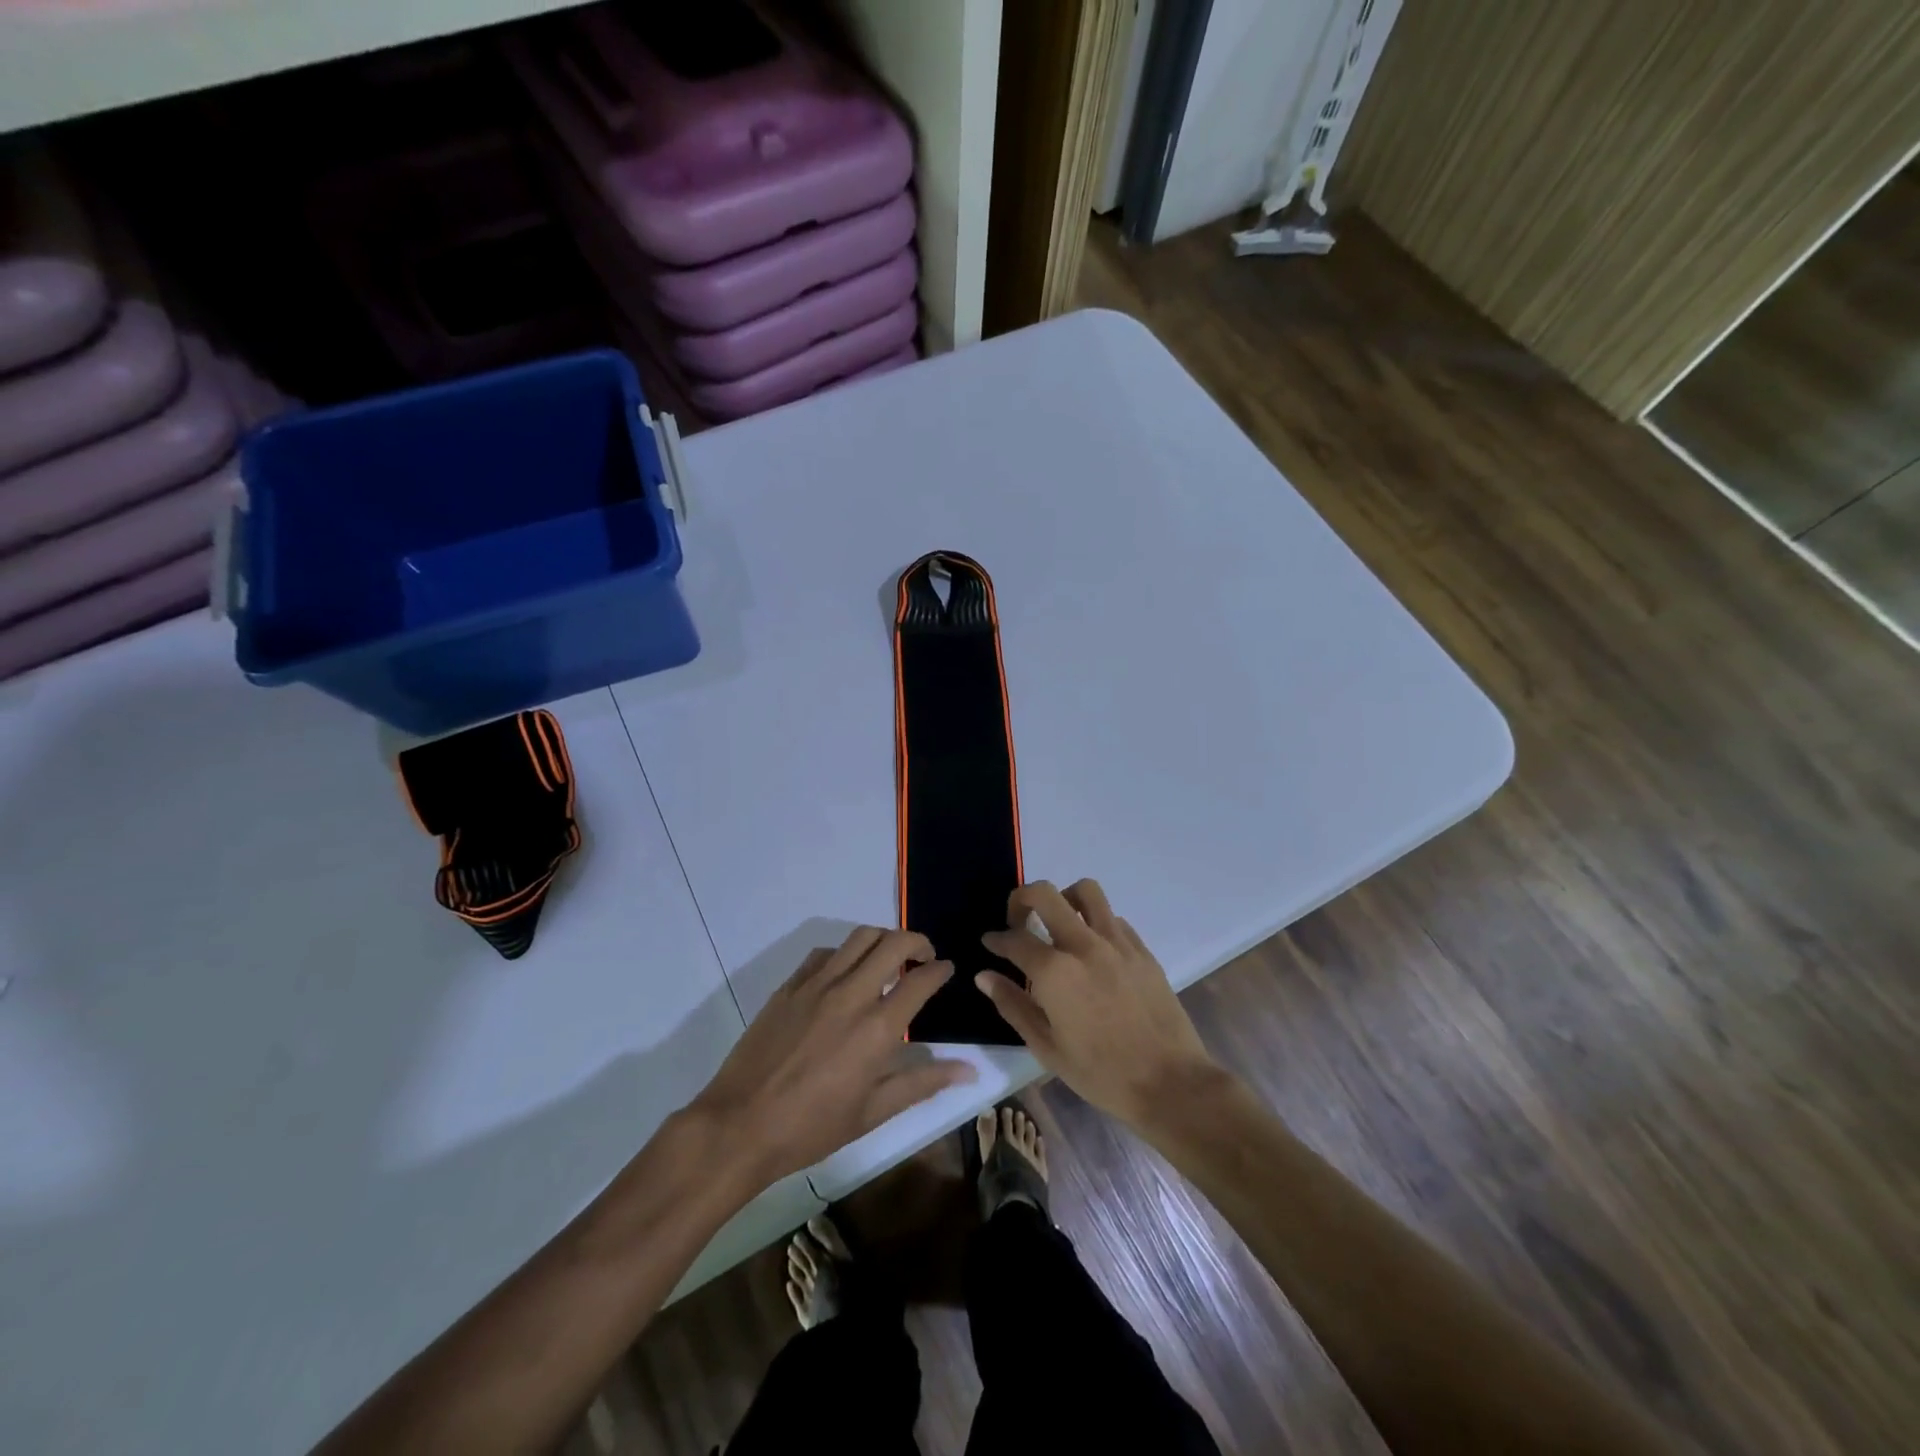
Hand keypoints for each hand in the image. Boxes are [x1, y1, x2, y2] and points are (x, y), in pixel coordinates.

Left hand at [690, 928, 976, 1190]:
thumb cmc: (812, 1128)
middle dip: (918, 941)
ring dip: (883, 939)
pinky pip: (825, 952)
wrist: (740, 1126)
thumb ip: (923, 1082)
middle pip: (894, 942)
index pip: (921, 980)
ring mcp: (817, 985)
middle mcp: (851, 994)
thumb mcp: (873, 1113)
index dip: (941, 969)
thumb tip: (969, 1070)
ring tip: (888, 957)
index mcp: (878, 1028)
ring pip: (860, 937)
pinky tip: (845, 973)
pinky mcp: (790, 986)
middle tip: (924, 956)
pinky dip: (844, 953)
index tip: (947, 969)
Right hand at [979, 880, 1216, 1124]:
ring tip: (1058, 924)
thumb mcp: (1047, 1048)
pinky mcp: (1141, 949)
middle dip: (1021, 899)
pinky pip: (1112, 917)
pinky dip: (1095, 922)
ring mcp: (1116, 943)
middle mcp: (1083, 945)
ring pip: (1085, 890)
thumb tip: (984, 975)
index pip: (1014, 938)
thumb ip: (1013, 1005)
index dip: (996, 939)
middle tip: (1018, 920)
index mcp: (1054, 972)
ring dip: (1064, 899)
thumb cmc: (1101, 1073)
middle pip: (1045, 893)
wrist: (1169, 1082)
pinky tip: (1093, 950)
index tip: (990, 943)